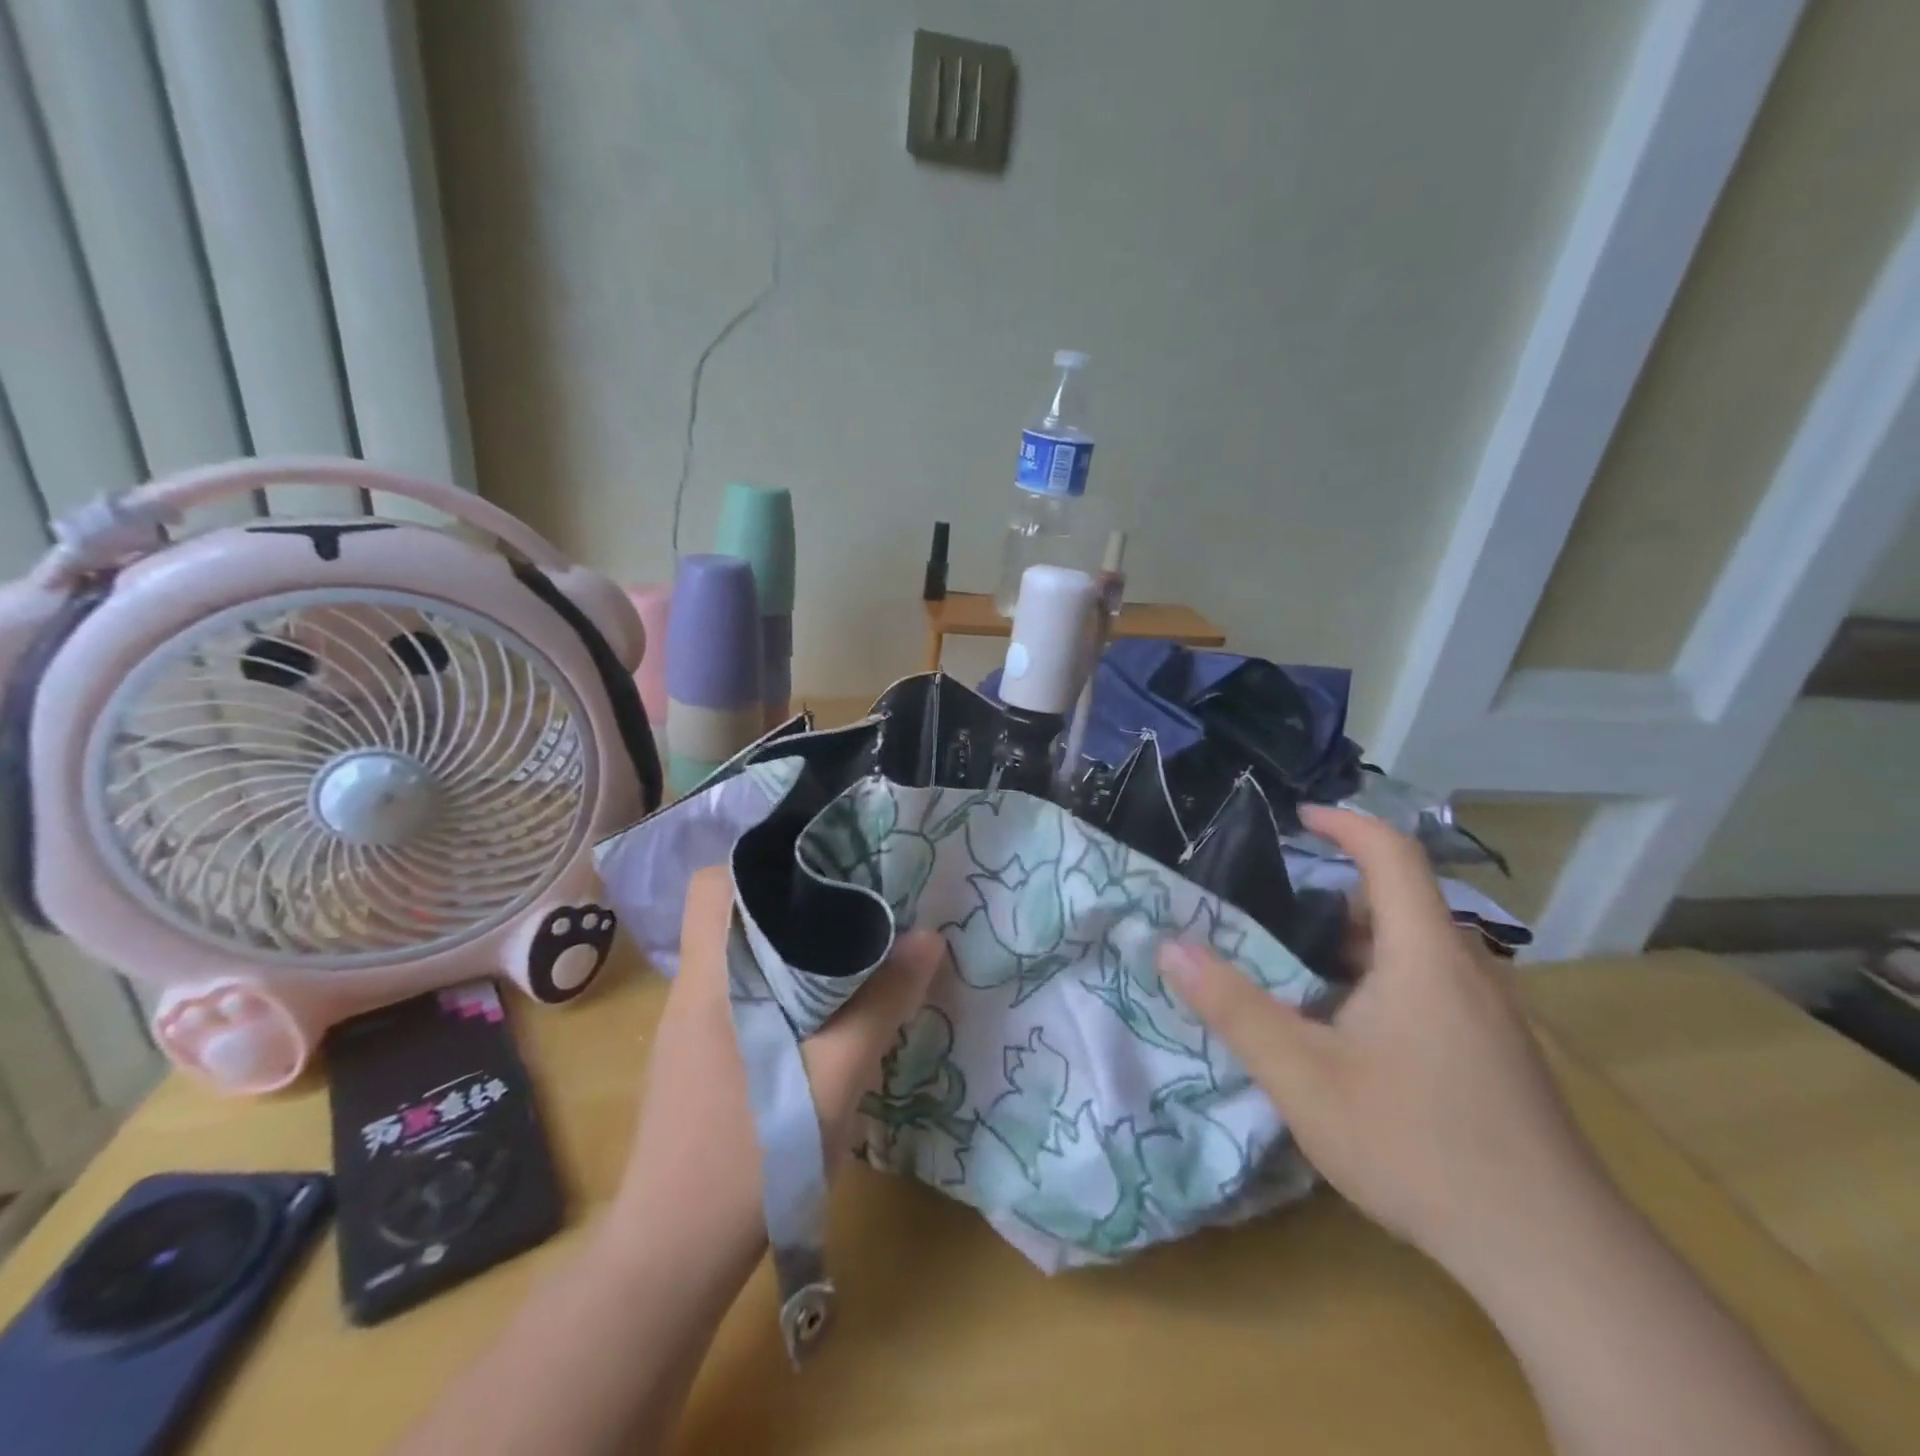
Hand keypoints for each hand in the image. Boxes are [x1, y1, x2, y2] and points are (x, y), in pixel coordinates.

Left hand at [610, 865, 944, 1268]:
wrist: (673, 1260)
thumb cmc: (750, 1155)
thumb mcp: (834, 1076)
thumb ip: (882, 1003)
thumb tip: (928, 938)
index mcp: (711, 977)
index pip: (710, 883)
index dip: (759, 861)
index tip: (820, 859)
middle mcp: (695, 990)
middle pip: (733, 914)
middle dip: (793, 900)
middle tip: (857, 896)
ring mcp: (693, 1028)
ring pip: (742, 956)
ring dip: (792, 944)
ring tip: (854, 941)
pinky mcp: (702, 1060)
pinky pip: (744, 993)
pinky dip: (783, 983)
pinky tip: (827, 1007)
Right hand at [1158, 806, 1602, 1280]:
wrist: (1555, 1257)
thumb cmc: (1418, 1145)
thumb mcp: (1303, 1075)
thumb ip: (1233, 1007)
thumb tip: (1169, 946)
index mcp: (1425, 955)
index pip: (1393, 854)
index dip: (1345, 824)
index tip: (1297, 818)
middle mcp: (1467, 971)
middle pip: (1400, 902)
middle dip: (1334, 896)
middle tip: (1272, 914)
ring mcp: (1491, 1017)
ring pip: (1416, 951)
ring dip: (1357, 945)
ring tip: (1297, 972)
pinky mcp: (1499, 1056)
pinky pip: (1433, 988)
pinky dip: (1382, 981)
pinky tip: (1349, 1035)